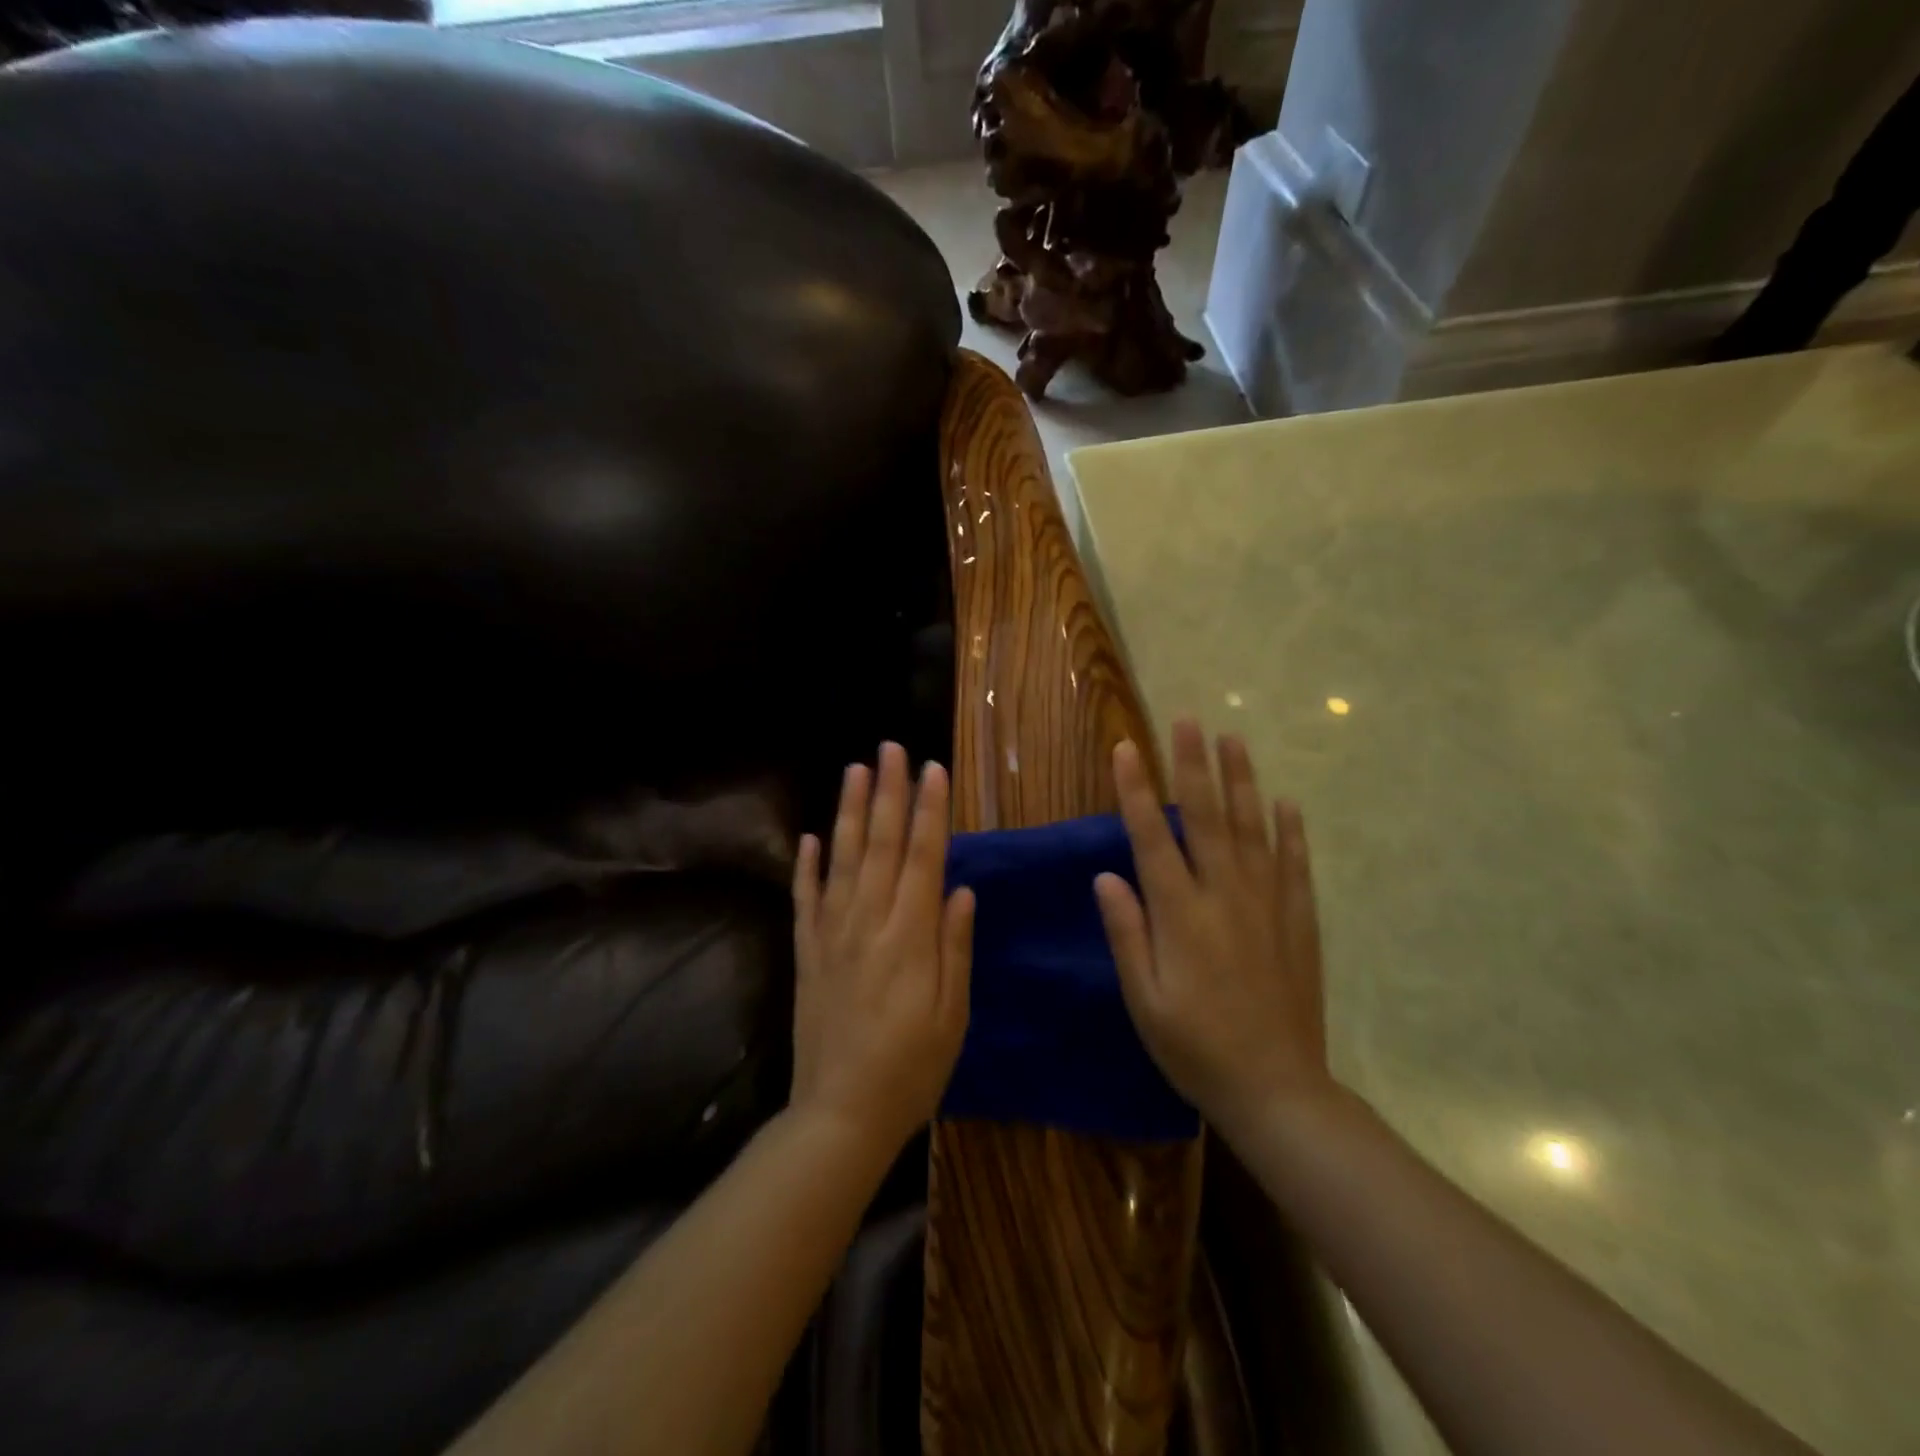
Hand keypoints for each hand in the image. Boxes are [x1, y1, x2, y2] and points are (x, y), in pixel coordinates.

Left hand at [790, 742, 974, 1155]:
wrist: (840, 1115)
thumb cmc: (912, 1069)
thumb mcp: (953, 1015)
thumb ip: (955, 947)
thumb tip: (961, 889)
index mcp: (911, 936)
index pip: (924, 856)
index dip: (930, 810)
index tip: (933, 769)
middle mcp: (869, 923)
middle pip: (881, 844)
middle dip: (888, 792)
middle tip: (890, 747)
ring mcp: (832, 935)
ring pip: (841, 860)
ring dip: (849, 812)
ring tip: (854, 770)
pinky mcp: (806, 954)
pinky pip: (805, 900)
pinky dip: (805, 866)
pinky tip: (807, 837)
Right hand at [1094, 719, 1333, 1133]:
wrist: (1277, 1089)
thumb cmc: (1195, 1048)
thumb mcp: (1144, 999)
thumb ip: (1126, 933)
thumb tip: (1106, 875)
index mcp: (1180, 914)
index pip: (1153, 836)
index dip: (1136, 790)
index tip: (1126, 749)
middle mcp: (1225, 896)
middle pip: (1207, 817)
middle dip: (1193, 765)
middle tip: (1188, 720)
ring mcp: (1267, 905)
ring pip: (1254, 829)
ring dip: (1242, 781)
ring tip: (1234, 740)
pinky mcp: (1299, 922)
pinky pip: (1295, 865)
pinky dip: (1291, 831)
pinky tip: (1287, 803)